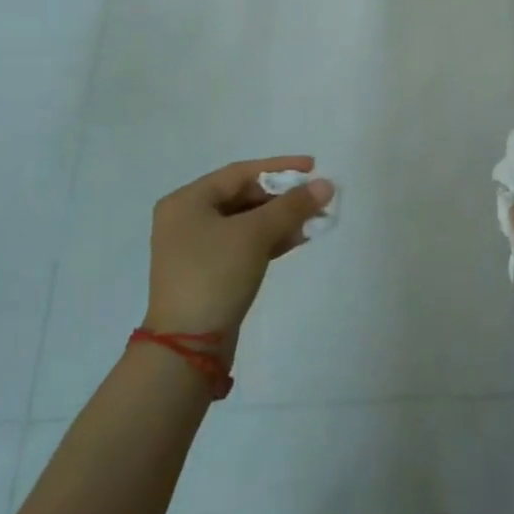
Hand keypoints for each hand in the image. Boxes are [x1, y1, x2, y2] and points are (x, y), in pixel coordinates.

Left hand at [146, 157, 332, 347]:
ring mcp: (197, 248)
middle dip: (283, 197)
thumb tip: (326, 184)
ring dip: (281, 219)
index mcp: (186, 201)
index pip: (240, 173)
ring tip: (316, 217)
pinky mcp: (210, 272)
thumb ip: (291, 206)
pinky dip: (271, 239)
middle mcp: (187, 219)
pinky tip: (299, 238)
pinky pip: (245, 244)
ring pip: (247, 222)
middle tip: (317, 197)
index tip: (313, 166)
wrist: (188, 347)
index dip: (279, 168)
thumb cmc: (214, 275)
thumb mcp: (254, 235)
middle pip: (243, 196)